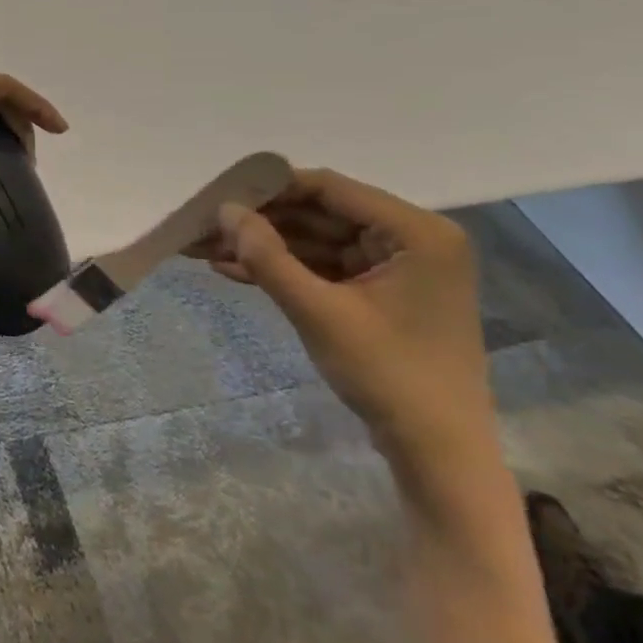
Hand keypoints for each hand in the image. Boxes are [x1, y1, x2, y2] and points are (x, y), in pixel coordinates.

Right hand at [202, 168, 491, 480]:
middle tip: (204, 225)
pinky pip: (323, 266)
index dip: (270, 188)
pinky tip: (232, 269)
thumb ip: (268, 257)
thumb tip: (224, 210)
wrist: (437, 455)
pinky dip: (283, 268)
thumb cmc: (388, 376)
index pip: (330, 189)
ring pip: (315, 240)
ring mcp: (396, 266)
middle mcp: (410, 239)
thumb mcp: (318, 313)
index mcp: (416, 233)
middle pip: (319, 213)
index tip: (219, 194)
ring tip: (204, 247)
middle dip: (260, 222)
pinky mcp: (380, 291)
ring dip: (264, 246)